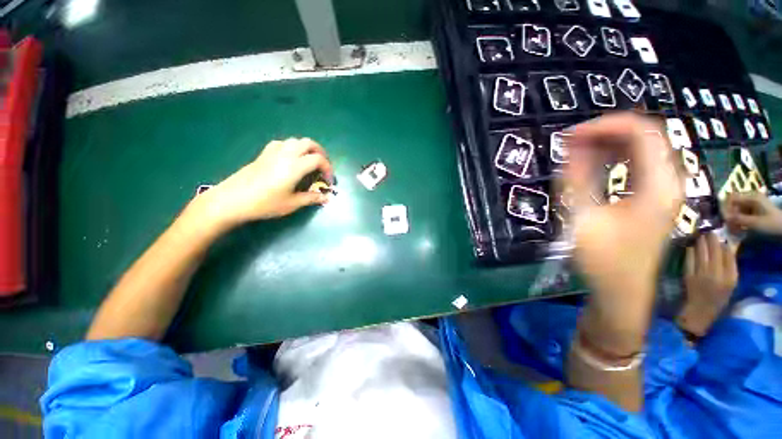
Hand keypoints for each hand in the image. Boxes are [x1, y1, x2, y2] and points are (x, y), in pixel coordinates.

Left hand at [192, 138, 332, 229]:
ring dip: (307, 149)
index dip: (328, 169)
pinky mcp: (263, 154)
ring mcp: (273, 152)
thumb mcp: (292, 204)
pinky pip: (282, 143)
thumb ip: (312, 198)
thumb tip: (327, 198)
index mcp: (295, 166)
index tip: (328, 182)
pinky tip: (290, 159)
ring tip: (309, 162)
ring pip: (295, 141)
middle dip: (320, 153)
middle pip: (308, 143)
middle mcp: (286, 154)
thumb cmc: (265, 203)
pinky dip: (292, 148)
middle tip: (323, 167)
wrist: (232, 200)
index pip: (318, 159)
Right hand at [566, 113, 682, 354]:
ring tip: (577, 150)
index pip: (642, 132)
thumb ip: (576, 178)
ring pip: (642, 148)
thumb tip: (571, 146)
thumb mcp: (583, 217)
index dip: (606, 125)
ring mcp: (664, 189)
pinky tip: (592, 163)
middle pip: (645, 136)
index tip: (572, 135)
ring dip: (609, 144)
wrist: (621, 291)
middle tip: (571, 142)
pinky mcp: (653, 197)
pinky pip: (638, 164)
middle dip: (606, 132)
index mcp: (659, 186)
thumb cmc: (603, 260)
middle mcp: (669, 181)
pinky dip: (614, 158)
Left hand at [677, 233, 736, 337]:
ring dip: (700, 243)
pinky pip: (689, 260)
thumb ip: (729, 267)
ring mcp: (702, 275)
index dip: (723, 244)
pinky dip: (690, 252)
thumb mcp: (729, 285)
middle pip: (714, 252)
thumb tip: (726, 248)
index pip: (728, 256)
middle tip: (707, 231)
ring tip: (699, 235)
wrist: (699, 312)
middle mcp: (717, 275)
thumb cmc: (716, 299)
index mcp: (730, 278)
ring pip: (701, 254)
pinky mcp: (689, 276)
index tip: (719, 235)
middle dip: (710, 240)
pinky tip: (689, 246)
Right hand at [724, 192, 781, 235]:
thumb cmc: (772, 223)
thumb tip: (724, 218)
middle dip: (730, 216)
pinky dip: (740, 222)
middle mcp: (751, 198)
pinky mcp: (754, 211)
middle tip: (729, 228)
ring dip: (734, 221)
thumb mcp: (755, 222)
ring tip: (734, 231)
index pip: (732, 199)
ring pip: (737, 211)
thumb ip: (739, 219)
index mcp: (751, 197)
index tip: (725, 220)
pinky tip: (739, 229)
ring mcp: (753, 204)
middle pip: (734, 205)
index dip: (727, 208)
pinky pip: (742, 214)